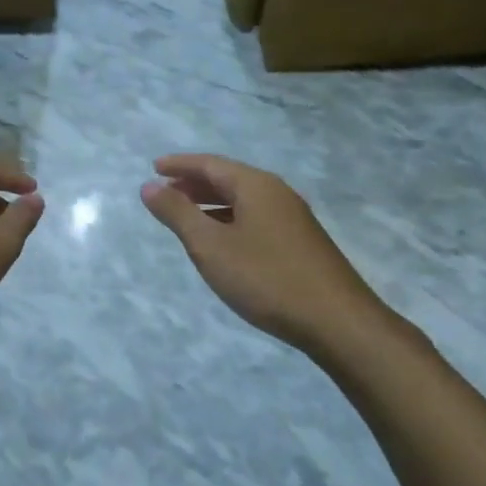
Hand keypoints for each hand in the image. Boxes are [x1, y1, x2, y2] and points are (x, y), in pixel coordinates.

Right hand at [140, 154, 402, 356]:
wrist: (337, 321)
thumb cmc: (266, 278)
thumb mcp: (210, 246)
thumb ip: (178, 214)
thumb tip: (149, 186)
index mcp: (256, 186)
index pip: (210, 164)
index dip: (180, 165)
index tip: (153, 167)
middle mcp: (277, 194)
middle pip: (229, 179)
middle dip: (194, 184)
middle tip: (165, 192)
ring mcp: (293, 219)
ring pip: (243, 201)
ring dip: (212, 204)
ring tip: (186, 217)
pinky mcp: (301, 243)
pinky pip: (256, 219)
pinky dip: (230, 220)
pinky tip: (222, 243)